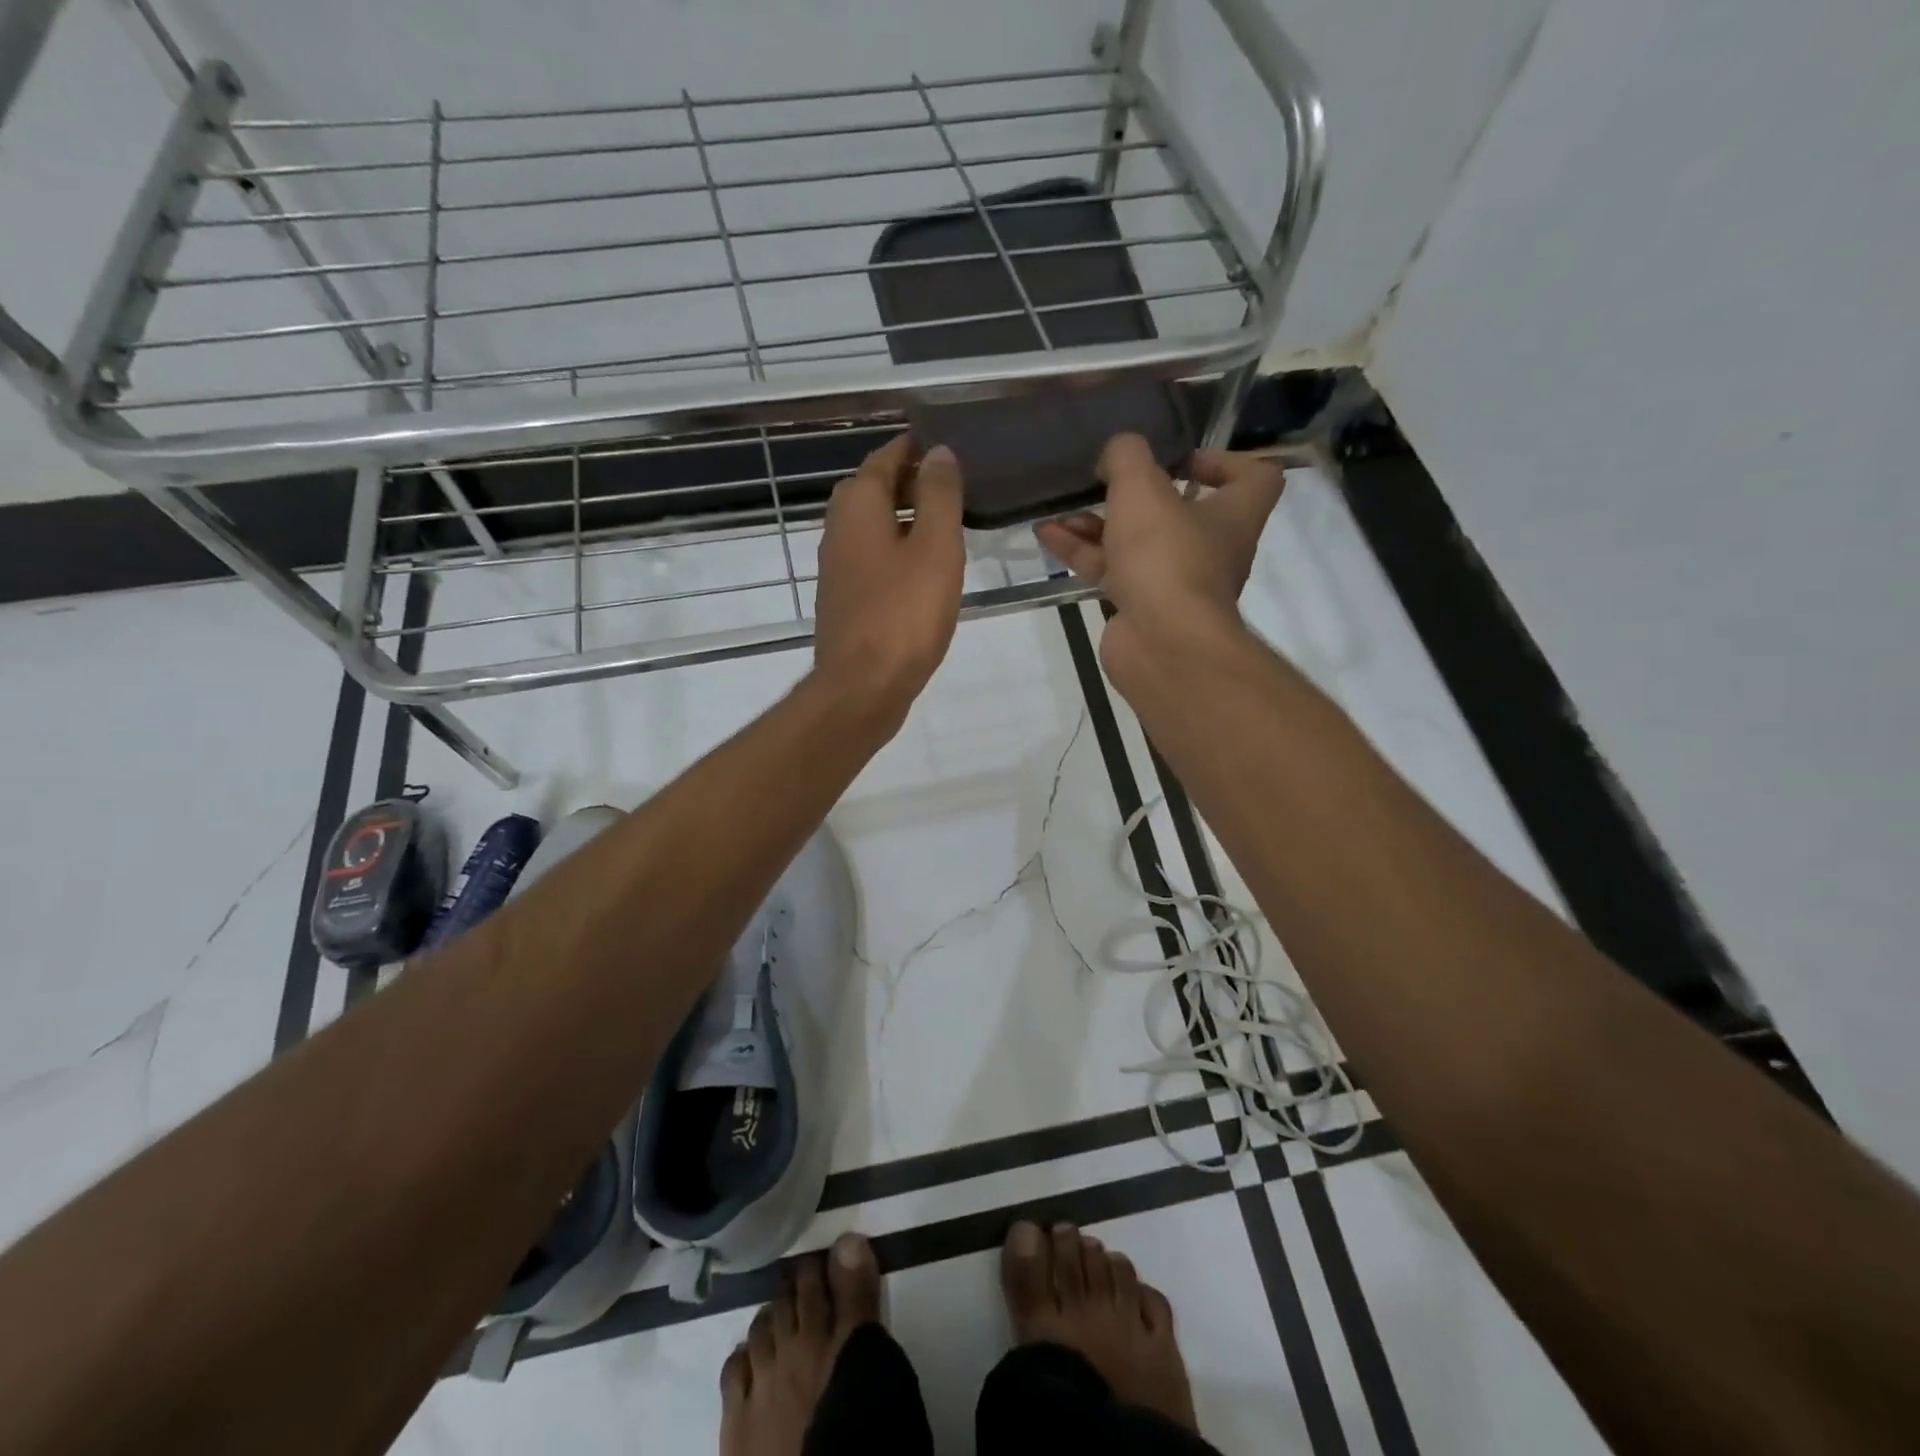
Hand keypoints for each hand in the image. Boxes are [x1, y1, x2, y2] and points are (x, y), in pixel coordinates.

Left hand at [811, 435, 964, 726]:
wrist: (863, 687)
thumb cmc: (904, 613)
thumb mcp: (935, 547)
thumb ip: (938, 496)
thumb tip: (939, 453)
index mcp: (858, 506)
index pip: (885, 457)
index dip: (914, 448)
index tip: (946, 445)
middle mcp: (838, 529)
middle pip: (873, 490)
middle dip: (908, 481)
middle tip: (951, 485)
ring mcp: (837, 568)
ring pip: (872, 527)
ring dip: (903, 519)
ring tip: (945, 525)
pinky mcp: (845, 600)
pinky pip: (872, 560)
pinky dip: (896, 552)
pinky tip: (923, 571)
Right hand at [1034, 433, 1283, 673]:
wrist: (1161, 644)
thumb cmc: (1165, 556)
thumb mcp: (1141, 487)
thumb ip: (1126, 456)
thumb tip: (1115, 454)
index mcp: (1233, 515)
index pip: (1255, 478)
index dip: (1224, 461)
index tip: (1180, 458)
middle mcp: (1210, 548)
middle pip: (1179, 511)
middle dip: (1136, 495)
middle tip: (1105, 479)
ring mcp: (1173, 582)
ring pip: (1135, 542)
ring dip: (1097, 523)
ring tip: (1059, 508)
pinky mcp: (1140, 607)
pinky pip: (1111, 570)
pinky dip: (1081, 552)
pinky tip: (1047, 534)